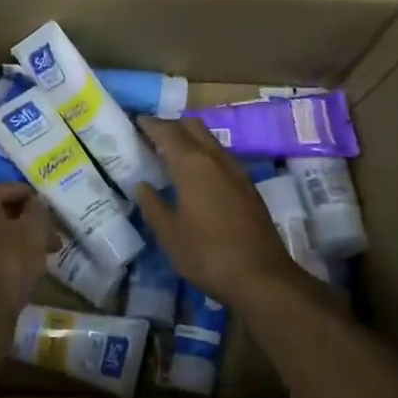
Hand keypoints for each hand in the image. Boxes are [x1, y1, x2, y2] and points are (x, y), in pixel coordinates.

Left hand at [0, 183, 50, 314]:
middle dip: (29, 224)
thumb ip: (37, 209)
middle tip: (53, 240)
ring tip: (44, 256)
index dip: (38, 202)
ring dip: (20, 240)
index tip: (55, 218)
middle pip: (3, 211)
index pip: (14, 189)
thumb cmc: (9, 260)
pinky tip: (24, 268)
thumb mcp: (34, 230)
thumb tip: (34, 203)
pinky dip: (6, 254)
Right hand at [136, 117, 303, 303]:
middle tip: (152, 135)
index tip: (136, 121)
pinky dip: (205, 155)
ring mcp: (237, 171)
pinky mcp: (249, 187)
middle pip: (193, 126)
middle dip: (172, 125)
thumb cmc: (207, 254)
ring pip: (211, 140)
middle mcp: (217, 159)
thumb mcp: (169, 234)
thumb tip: (143, 186)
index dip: (150, 124)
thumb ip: (153, 205)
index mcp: (193, 165)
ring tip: (171, 153)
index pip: (168, 131)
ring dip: (191, 139)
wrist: (261, 276)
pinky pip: (222, 157)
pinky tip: (197, 175)